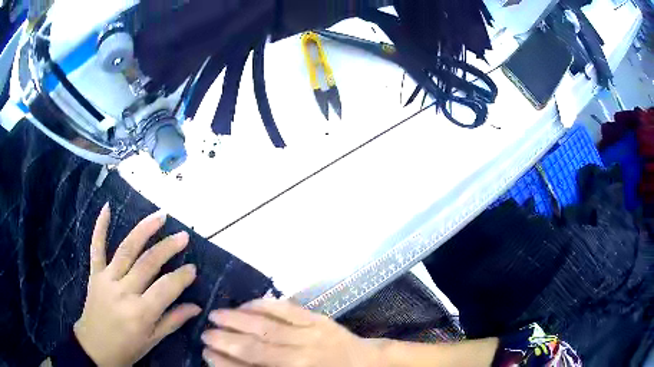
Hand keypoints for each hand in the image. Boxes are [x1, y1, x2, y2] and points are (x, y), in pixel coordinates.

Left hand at [74, 203, 200, 366]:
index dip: (181, 277)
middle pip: (147, 263)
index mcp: (140, 313)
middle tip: (183, 236)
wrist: (95, 348)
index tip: (193, 268)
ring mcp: (106, 279)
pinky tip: (107, 207)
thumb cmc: (127, 348)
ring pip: (126, 249)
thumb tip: (196, 307)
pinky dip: (100, 226)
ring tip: (160, 216)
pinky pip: (96, 247)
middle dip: (167, 248)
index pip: (166, 288)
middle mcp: (123, 292)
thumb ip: (173, 321)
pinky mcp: (95, 274)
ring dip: (144, 230)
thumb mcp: (153, 341)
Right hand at [201, 299, 382, 366]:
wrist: (366, 365)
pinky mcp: (319, 320)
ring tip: (215, 314)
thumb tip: (233, 363)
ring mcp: (311, 336)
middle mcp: (300, 359)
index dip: (225, 362)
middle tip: (204, 332)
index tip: (205, 353)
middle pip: (254, 348)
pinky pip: (287, 310)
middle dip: (224, 339)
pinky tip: (246, 303)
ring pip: (266, 326)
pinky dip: (264, 305)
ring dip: (237, 319)